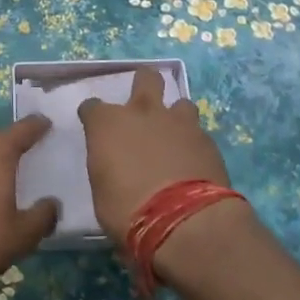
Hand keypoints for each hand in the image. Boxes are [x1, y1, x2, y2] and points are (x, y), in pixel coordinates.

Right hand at [78, 67, 231, 247]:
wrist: (183, 221)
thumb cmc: (127, 211)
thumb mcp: (101, 192)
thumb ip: (108, 167)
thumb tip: (115, 167)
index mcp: (108, 124)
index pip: (92, 107)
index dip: (93, 117)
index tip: (95, 127)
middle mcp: (143, 112)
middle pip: (146, 78)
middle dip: (144, 84)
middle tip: (143, 107)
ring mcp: (179, 123)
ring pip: (181, 103)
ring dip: (176, 117)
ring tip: (175, 137)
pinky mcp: (207, 140)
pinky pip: (199, 133)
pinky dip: (194, 143)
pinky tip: (194, 162)